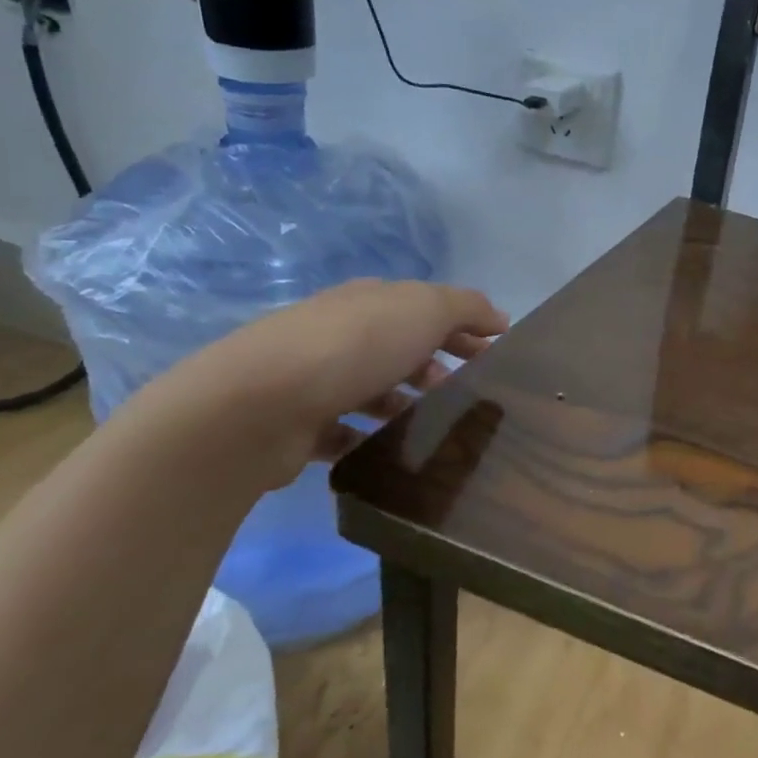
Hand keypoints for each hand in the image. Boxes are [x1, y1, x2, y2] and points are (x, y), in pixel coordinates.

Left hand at [145, 278, 508, 486]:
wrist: (259, 404)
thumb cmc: (354, 347)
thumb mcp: (424, 309)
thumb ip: (466, 307)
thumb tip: (498, 317)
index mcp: (369, 302)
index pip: (425, 309)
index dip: (464, 328)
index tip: (495, 355)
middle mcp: (340, 334)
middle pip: (400, 349)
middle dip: (437, 368)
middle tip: (468, 396)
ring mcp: (315, 379)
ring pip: (373, 391)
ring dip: (404, 406)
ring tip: (435, 430)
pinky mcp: (300, 425)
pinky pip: (344, 432)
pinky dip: (369, 440)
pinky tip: (392, 455)